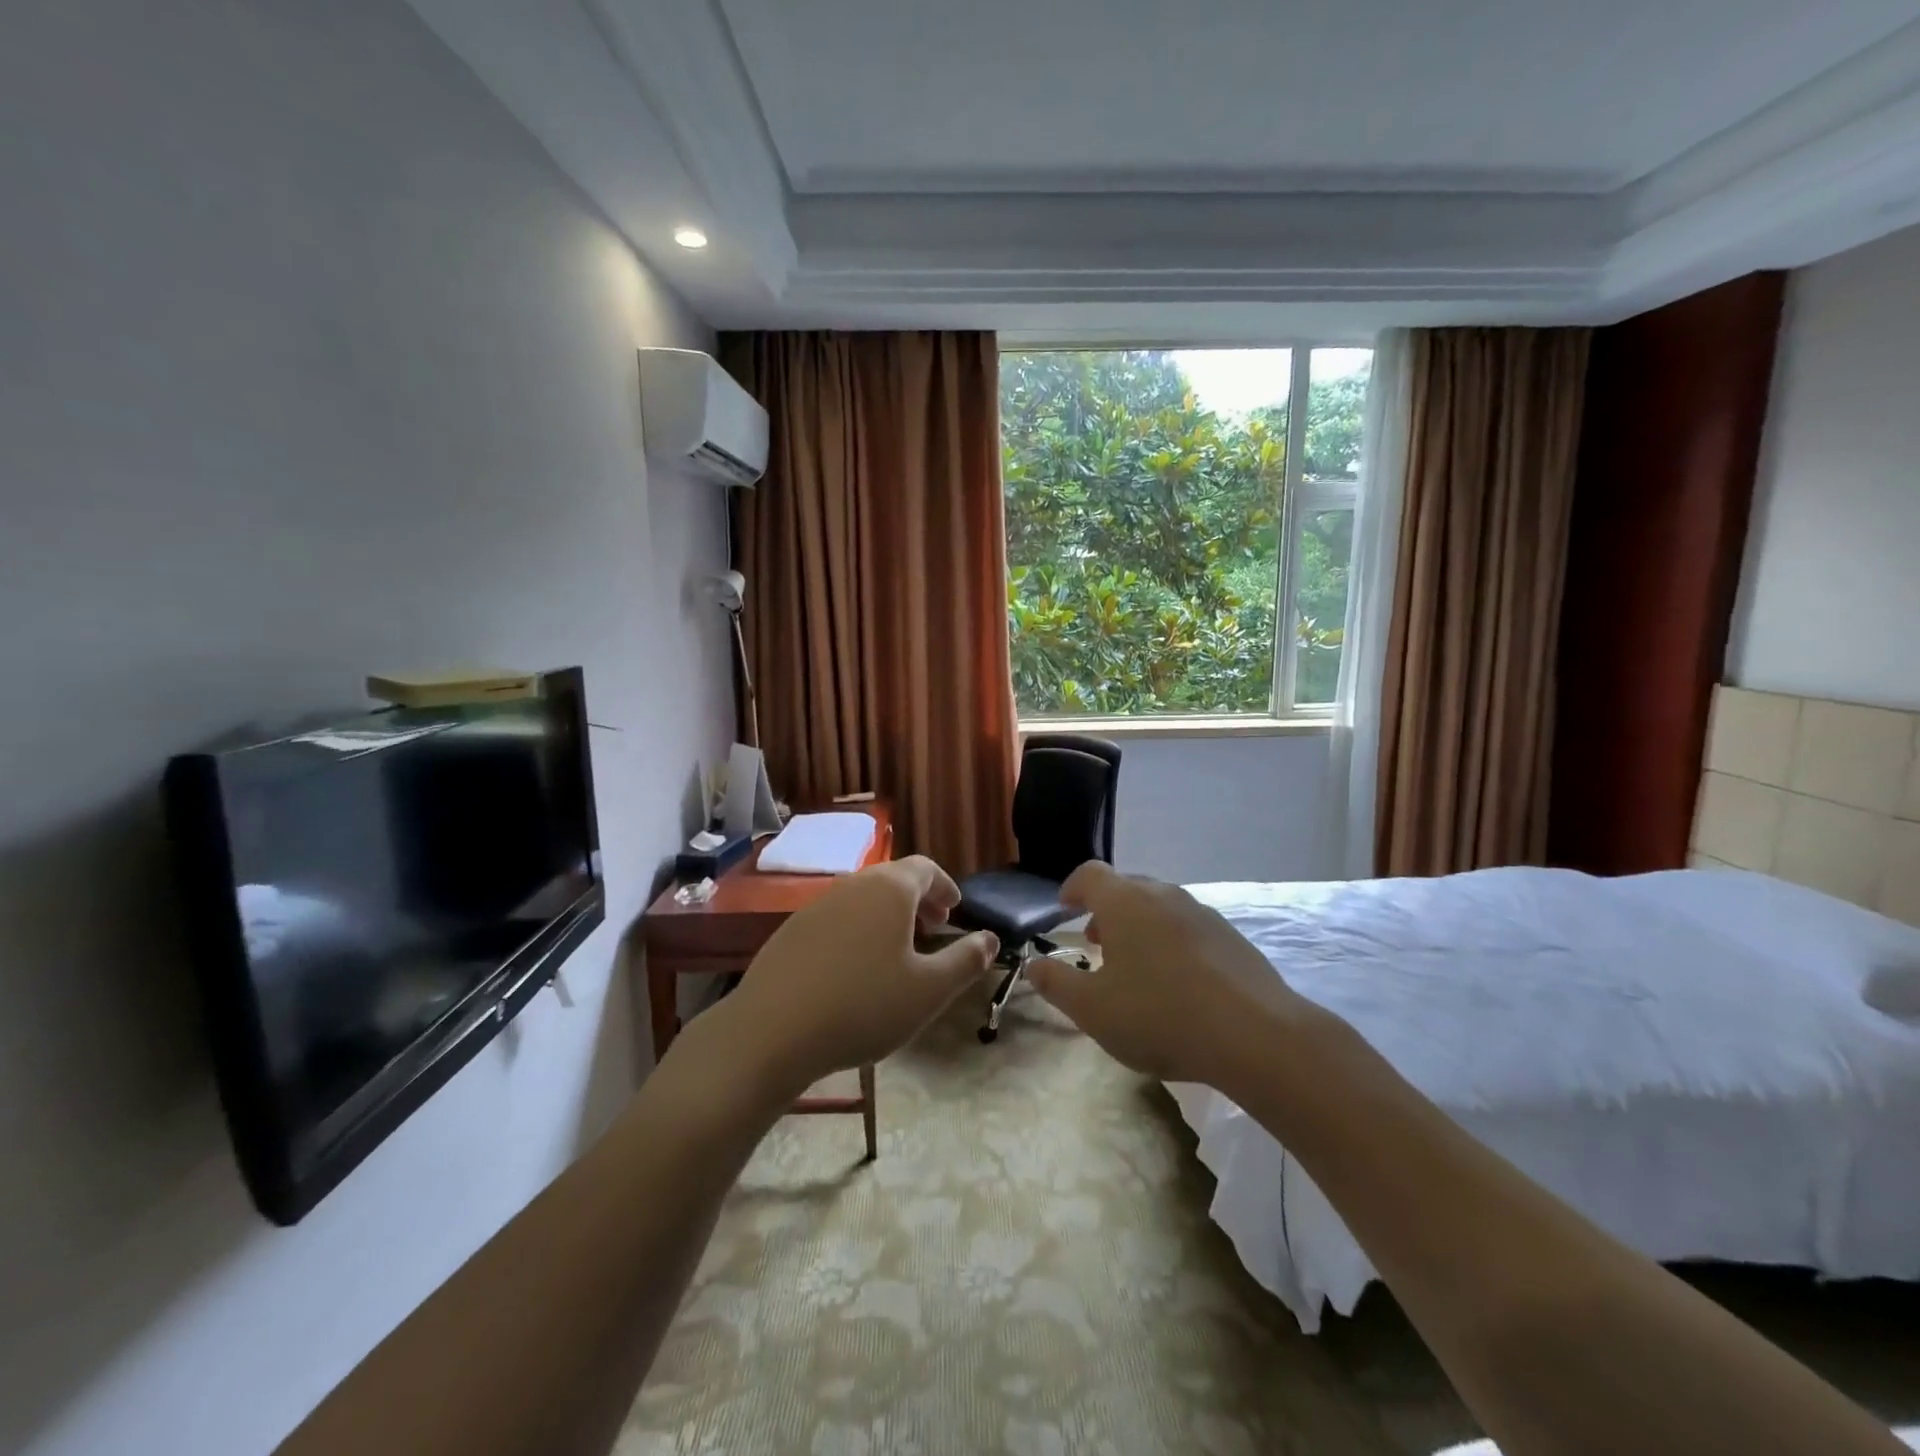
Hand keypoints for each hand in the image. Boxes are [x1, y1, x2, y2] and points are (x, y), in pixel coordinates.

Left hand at [715, 856, 999, 1092]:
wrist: (772, 1031)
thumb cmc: (864, 1005)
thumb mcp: (929, 990)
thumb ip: (966, 960)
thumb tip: (991, 939)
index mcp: (890, 889)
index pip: (925, 868)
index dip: (945, 886)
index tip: (956, 910)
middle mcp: (853, 886)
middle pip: (893, 880)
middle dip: (919, 901)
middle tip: (934, 929)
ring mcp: (817, 906)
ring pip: (863, 899)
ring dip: (888, 917)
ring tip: (898, 952)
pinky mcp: (791, 931)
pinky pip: (837, 919)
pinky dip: (858, 930)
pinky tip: (855, 970)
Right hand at [1025, 861, 1308, 1083]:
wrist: (1255, 1036)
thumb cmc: (1160, 1015)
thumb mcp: (1093, 1009)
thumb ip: (1056, 983)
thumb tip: (1034, 965)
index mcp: (1125, 902)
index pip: (1090, 874)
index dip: (1072, 888)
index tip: (1065, 909)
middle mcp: (1163, 895)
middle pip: (1126, 887)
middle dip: (1106, 910)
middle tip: (1096, 943)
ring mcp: (1202, 913)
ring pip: (1159, 907)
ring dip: (1139, 926)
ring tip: (1135, 965)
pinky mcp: (1231, 937)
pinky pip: (1188, 927)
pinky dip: (1171, 942)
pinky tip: (1177, 983)